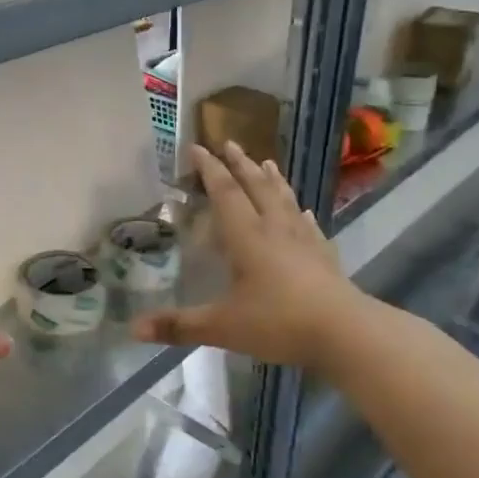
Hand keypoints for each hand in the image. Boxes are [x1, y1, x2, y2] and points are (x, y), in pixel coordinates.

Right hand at [131, 142, 367, 371]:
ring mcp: (304, 241)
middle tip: (230, 143)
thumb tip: (133, 328)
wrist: (345, 334)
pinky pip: (309, 226)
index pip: (226, 194)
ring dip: (272, 180)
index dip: (210, 170)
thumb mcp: (222, 327)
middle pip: (256, 188)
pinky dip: (301, 213)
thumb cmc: (279, 323)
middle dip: (240, 165)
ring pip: (284, 200)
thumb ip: (178, 326)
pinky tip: (303, 211)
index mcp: (247, 238)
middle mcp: (275, 230)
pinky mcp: (325, 257)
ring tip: (266, 162)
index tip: (197, 148)